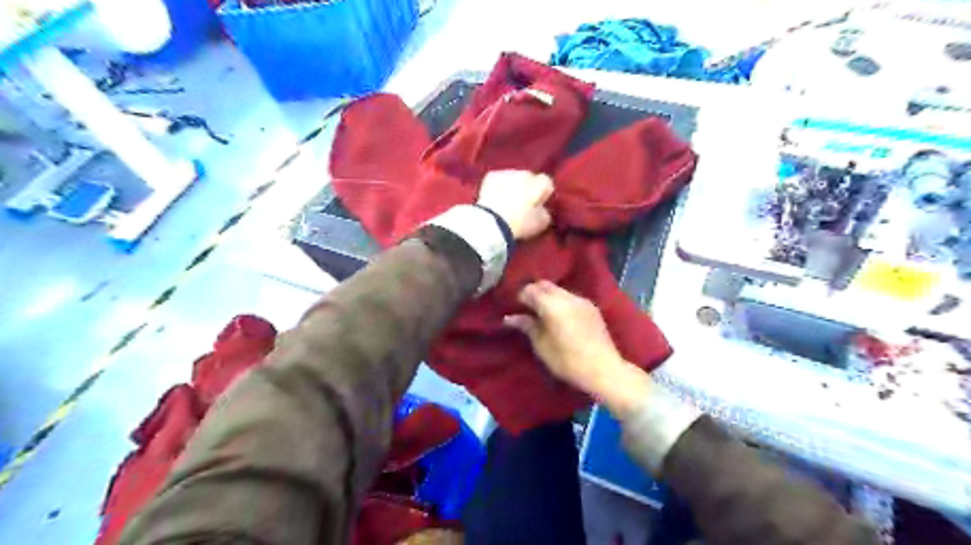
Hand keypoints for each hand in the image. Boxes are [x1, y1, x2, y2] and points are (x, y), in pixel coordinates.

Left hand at [478, 168, 552, 238]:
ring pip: (513, 178)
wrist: (492, 222)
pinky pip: (498, 180)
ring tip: (506, 203)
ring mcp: (507, 173)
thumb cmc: (520, 223)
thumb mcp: (540, 223)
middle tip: (520, 205)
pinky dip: (497, 187)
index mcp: (539, 184)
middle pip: (529, 178)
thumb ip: (545, 213)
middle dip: (527, 188)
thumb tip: (542, 209)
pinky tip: (494, 200)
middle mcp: (525, 173)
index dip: (542, 194)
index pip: (546, 183)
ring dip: (512, 186)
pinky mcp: (491, 176)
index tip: (537, 205)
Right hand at [501, 281, 628, 395]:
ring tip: (543, 313)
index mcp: (552, 305)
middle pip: (545, 285)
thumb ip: (527, 326)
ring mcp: (581, 300)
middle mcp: (567, 297)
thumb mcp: (541, 346)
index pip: (530, 290)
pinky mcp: (591, 307)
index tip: (515, 308)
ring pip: (558, 290)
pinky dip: (561, 301)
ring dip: (548, 296)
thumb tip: (510, 318)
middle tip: (527, 308)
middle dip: (534, 293)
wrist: (603, 369)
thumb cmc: (567, 361)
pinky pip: (570, 297)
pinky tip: (560, 317)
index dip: (520, 297)